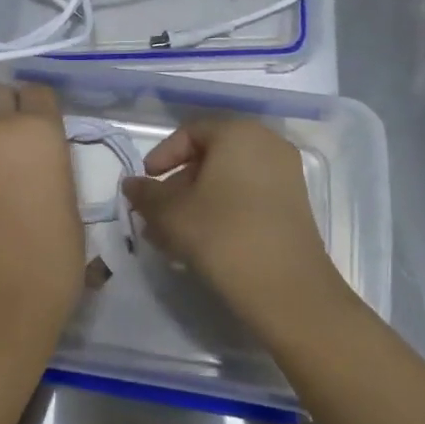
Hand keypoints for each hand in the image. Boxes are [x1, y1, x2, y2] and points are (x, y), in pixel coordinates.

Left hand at [0, 82, 84, 338]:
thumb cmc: (51, 258)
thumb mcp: (71, 206)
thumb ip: (54, 169)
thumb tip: (43, 166)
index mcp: (37, 131)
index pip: (38, 92)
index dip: (44, 107)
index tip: (51, 128)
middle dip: (11, 107)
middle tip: (26, 139)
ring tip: (6, 169)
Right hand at [122, 119, 349, 334]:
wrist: (288, 290)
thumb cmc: (222, 235)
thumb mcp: (171, 213)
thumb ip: (146, 194)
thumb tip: (131, 184)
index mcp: (239, 133)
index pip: (190, 132)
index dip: (162, 156)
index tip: (145, 184)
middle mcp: (267, 145)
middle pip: (211, 157)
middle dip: (178, 185)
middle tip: (156, 215)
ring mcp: (285, 176)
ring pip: (228, 181)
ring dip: (196, 203)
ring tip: (171, 236)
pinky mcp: (293, 207)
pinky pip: (248, 197)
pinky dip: (221, 211)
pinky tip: (200, 243)